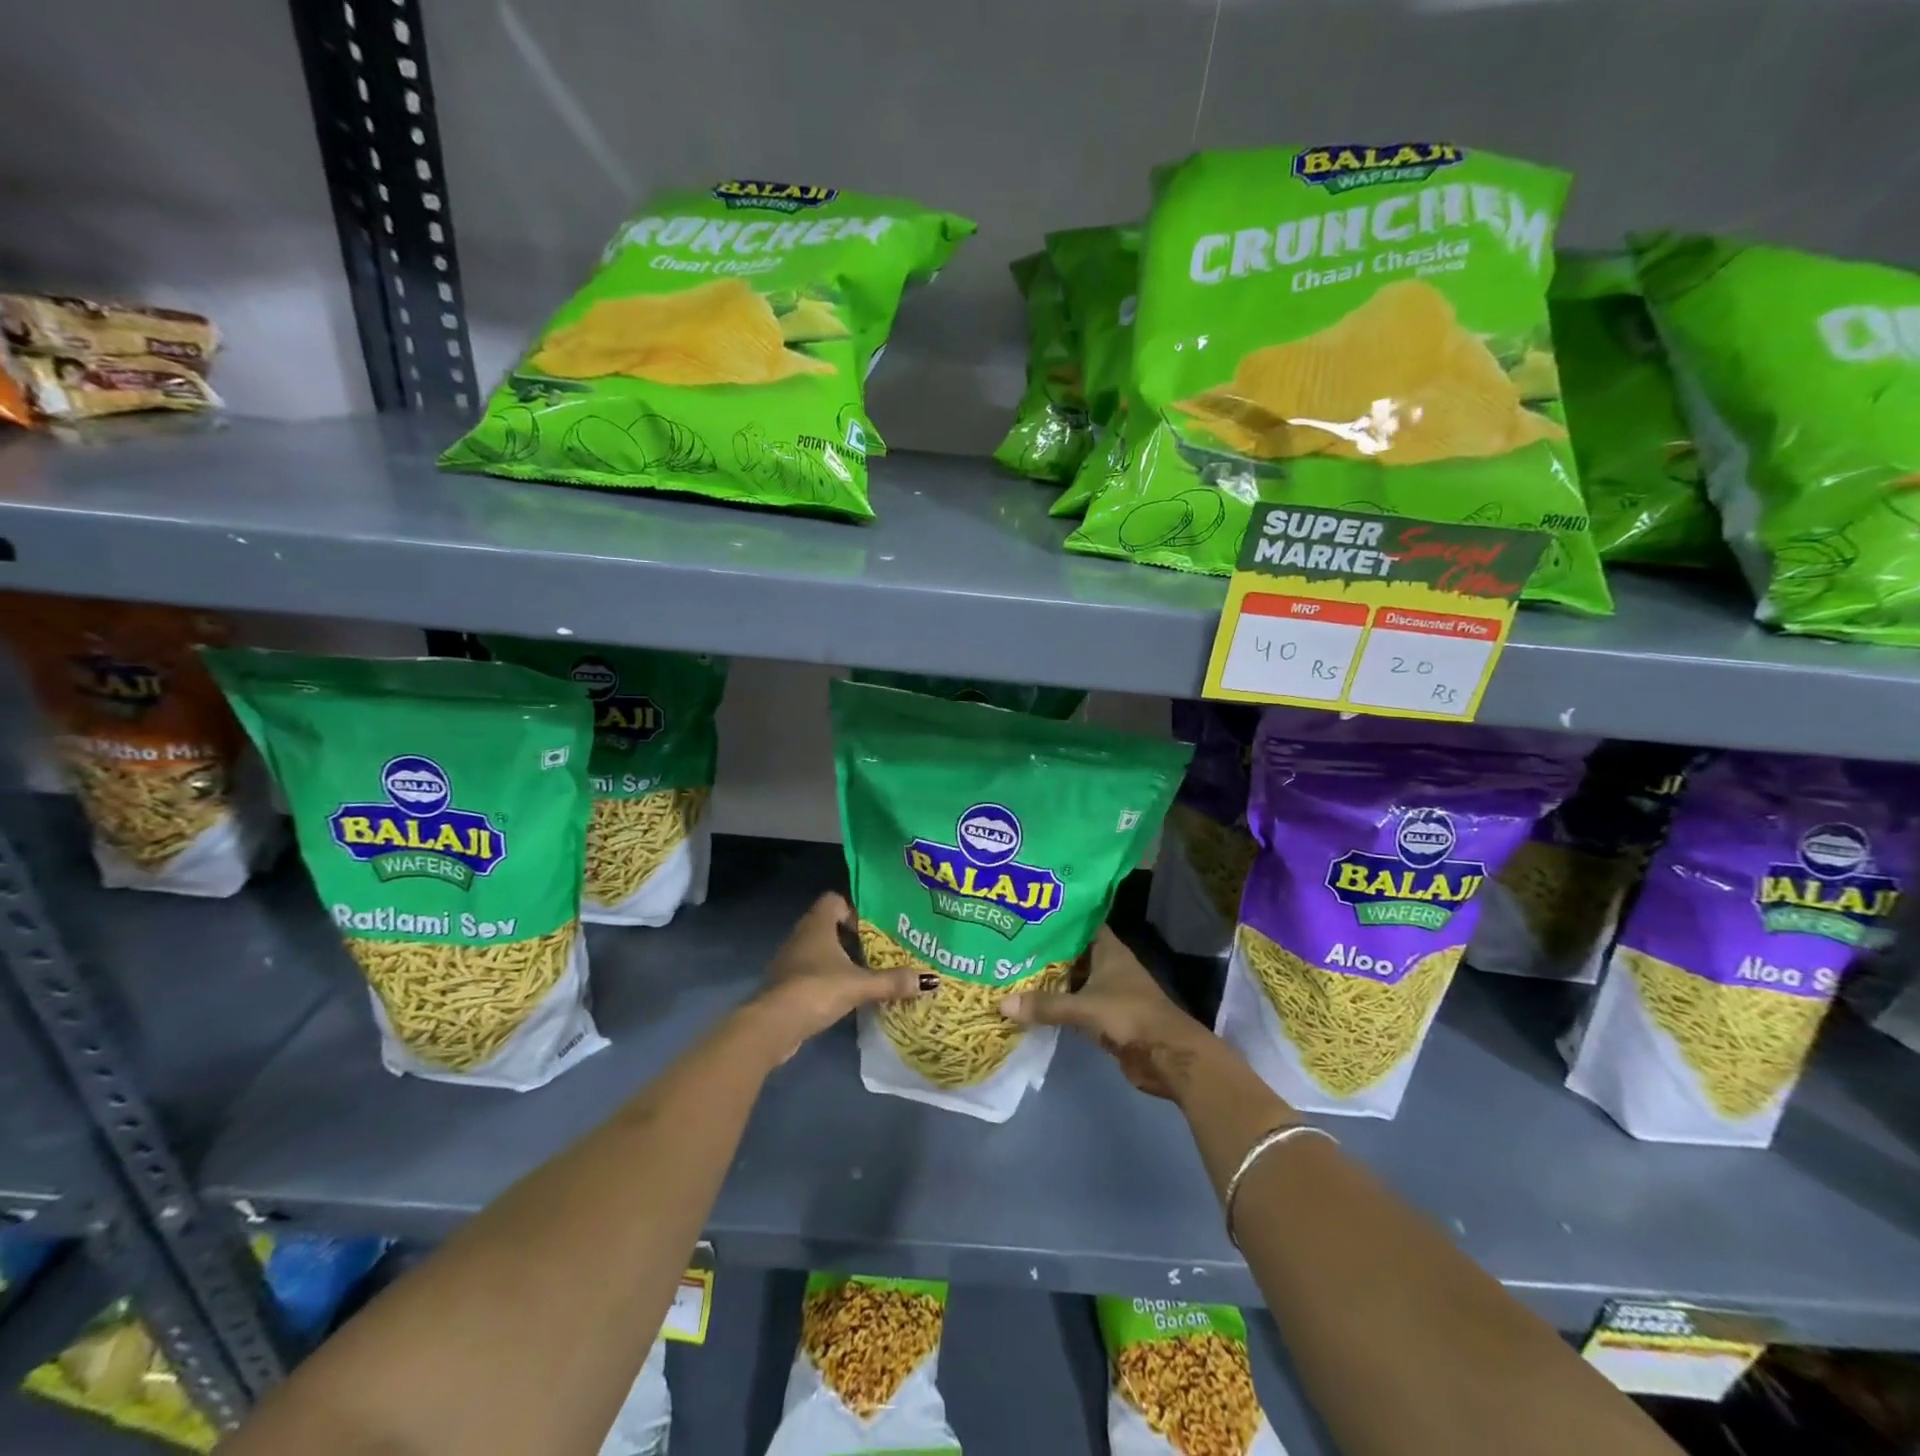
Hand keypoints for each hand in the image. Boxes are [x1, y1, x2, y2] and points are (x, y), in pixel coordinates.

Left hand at [747, 892, 923, 1064]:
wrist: (772, 1025)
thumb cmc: (816, 990)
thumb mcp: (859, 984)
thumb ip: (892, 981)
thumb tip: (930, 980)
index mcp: (817, 925)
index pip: (834, 900)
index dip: (853, 908)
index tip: (874, 926)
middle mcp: (801, 936)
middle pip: (828, 925)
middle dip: (852, 936)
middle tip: (878, 949)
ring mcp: (789, 960)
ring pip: (819, 950)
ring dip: (839, 958)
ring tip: (866, 972)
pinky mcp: (785, 984)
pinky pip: (810, 971)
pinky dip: (827, 978)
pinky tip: (845, 994)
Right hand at [1000, 927, 1213, 1099]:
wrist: (1167, 1056)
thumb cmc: (1130, 1016)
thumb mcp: (1084, 1007)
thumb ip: (1046, 1005)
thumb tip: (1002, 1003)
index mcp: (1109, 949)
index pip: (1080, 922)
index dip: (1058, 916)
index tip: (1028, 912)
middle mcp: (1108, 965)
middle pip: (1073, 952)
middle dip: (1046, 949)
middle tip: (1010, 942)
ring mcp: (1108, 991)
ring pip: (1073, 978)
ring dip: (1050, 978)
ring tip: (1013, 969)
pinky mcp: (1106, 1016)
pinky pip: (1075, 1003)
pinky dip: (1058, 1002)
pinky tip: (1032, 1002)